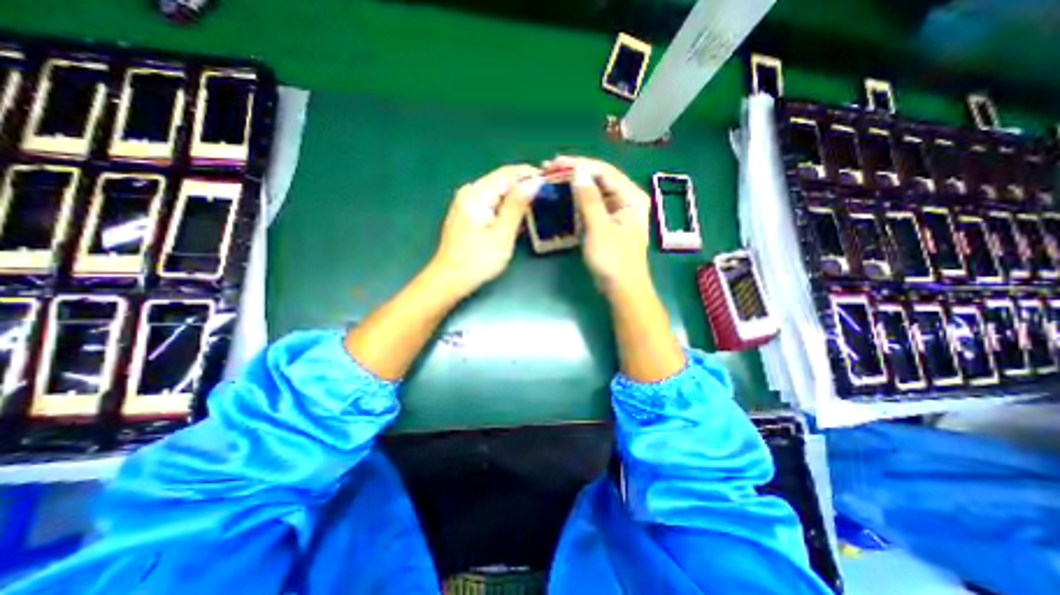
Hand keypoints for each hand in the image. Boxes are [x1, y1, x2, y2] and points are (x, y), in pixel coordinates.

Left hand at [428, 166, 538, 297]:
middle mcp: (469, 192)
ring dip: (517, 197)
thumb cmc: (477, 261)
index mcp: (476, 195)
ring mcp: (466, 201)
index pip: (507, 173)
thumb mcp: (501, 235)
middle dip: (525, 185)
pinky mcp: (468, 212)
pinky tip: (517, 217)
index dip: (530, 174)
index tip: (551, 182)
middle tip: (547, 197)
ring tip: (537, 207)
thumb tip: (534, 182)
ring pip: (498, 191)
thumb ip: (517, 206)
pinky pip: (491, 201)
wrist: (450, 279)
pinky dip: (506, 207)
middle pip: (502, 180)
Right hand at [546, 155, 655, 298]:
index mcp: (631, 197)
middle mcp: (628, 199)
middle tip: (550, 169)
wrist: (622, 288)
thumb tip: (578, 173)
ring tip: (554, 178)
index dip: (579, 164)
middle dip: (576, 172)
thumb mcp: (599, 228)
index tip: (554, 163)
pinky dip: (580, 200)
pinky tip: (566, 195)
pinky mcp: (611, 222)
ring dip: (576, 184)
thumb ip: (589, 199)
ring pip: (596, 190)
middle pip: (600, 178)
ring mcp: (619, 211)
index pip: (604, 171)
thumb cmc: (613, 260)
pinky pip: (594, 204)